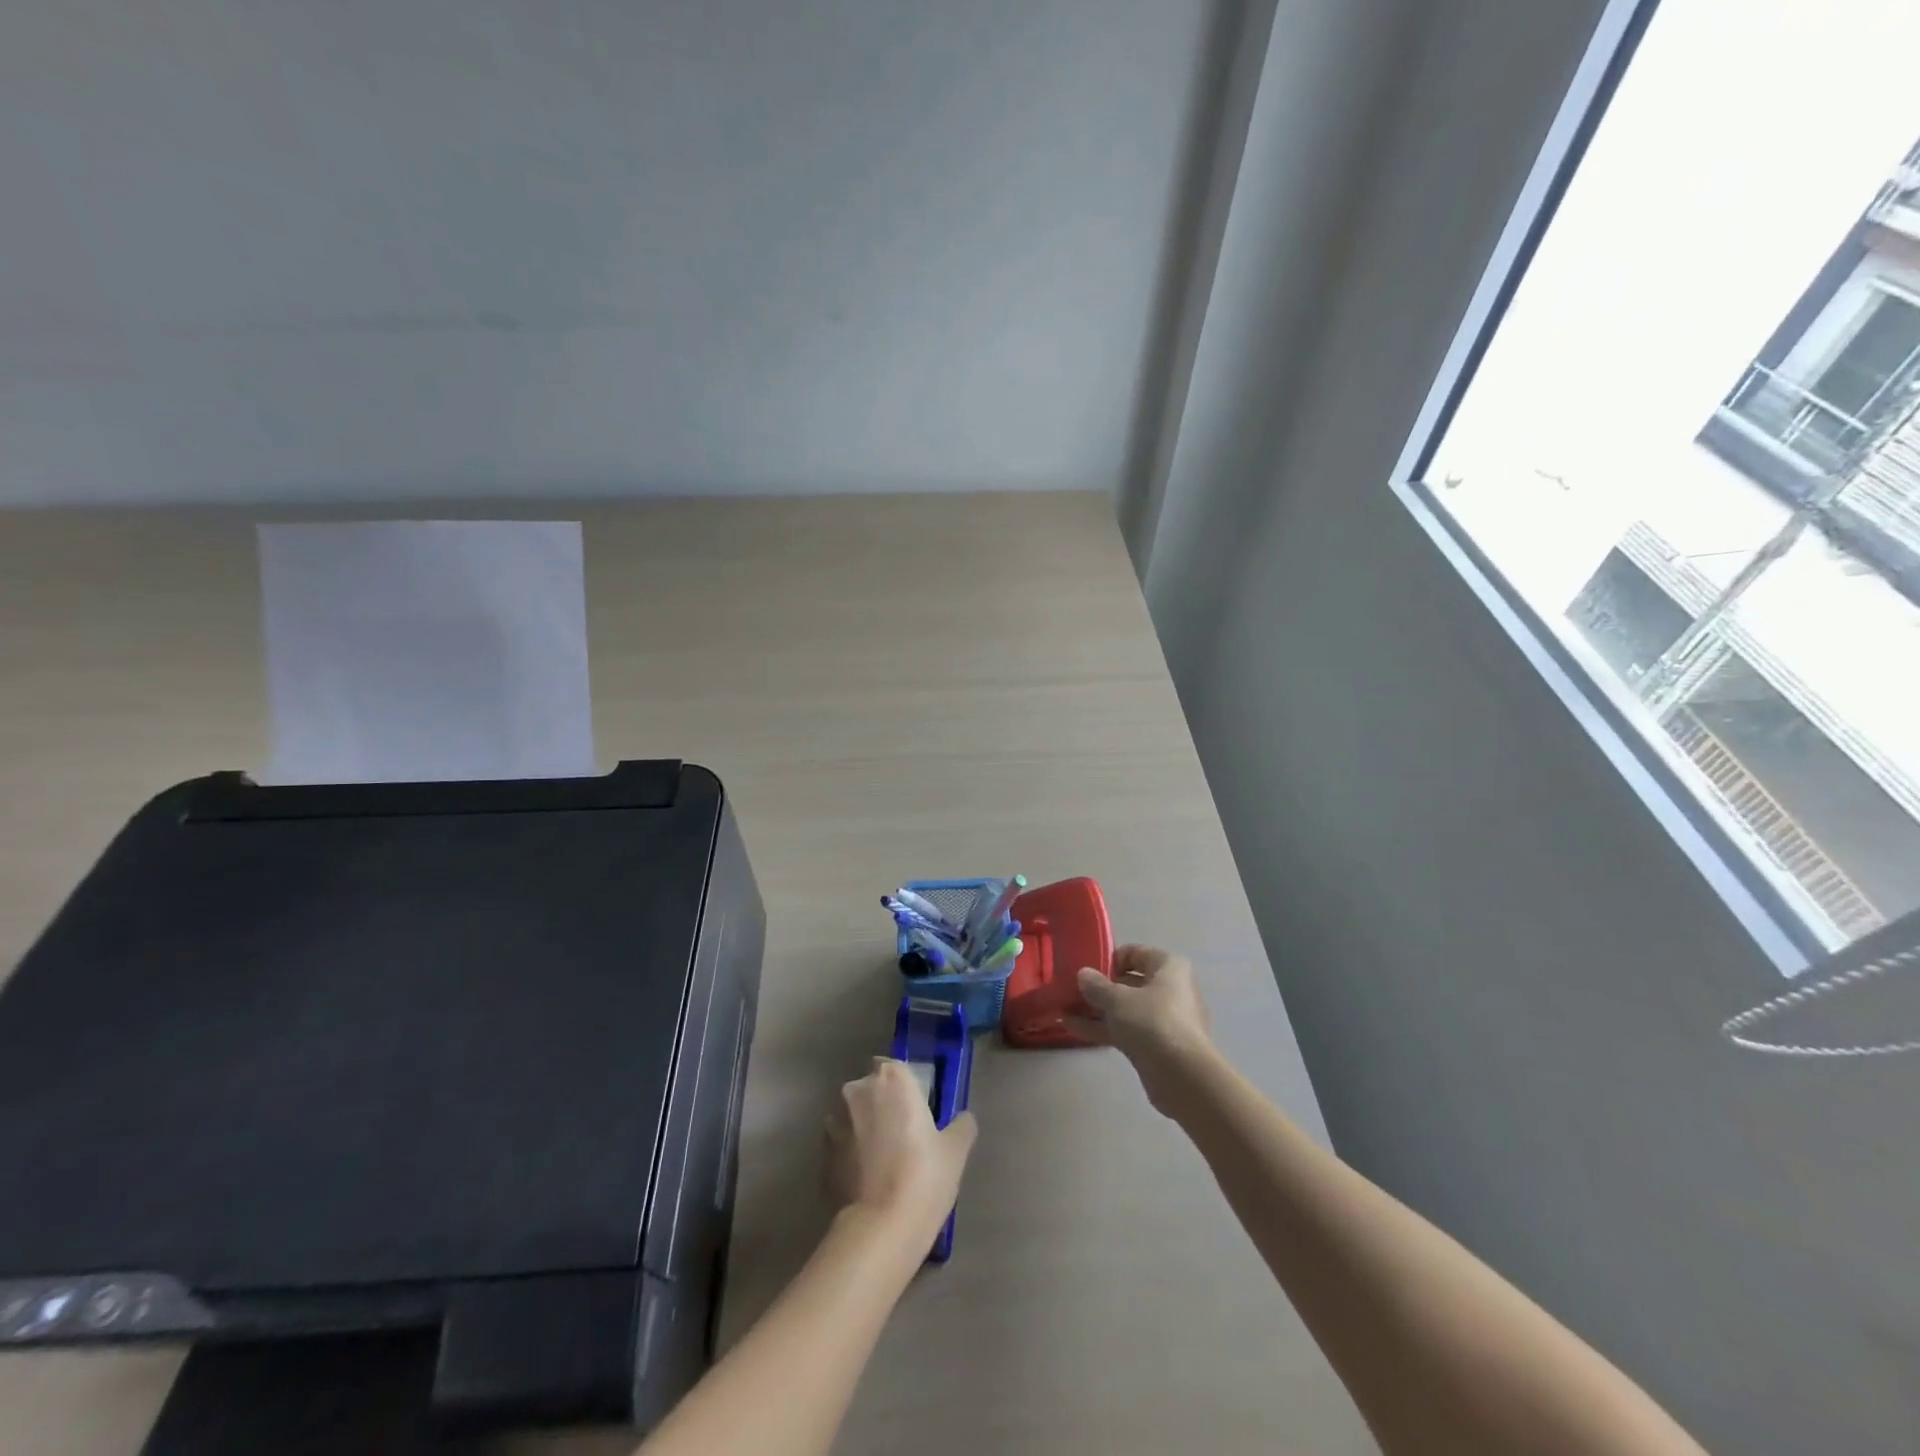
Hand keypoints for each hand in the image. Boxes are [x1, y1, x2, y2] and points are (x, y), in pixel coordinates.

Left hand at [824, 1059, 977, 1238]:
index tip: (916, 1110)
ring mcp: (833, 1121)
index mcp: (891, 1079)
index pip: (894, 1067)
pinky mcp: (820, 1154)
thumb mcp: (955, 1150)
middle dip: (882, 1105)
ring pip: (853, 1116)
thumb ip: (961, 1125)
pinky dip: (851, 1154)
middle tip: (902, 1137)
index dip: (904, 1087)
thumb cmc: (923, 1177)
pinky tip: (867, 1181)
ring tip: (882, 1163)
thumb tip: (963, 1119)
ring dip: (863, 1129)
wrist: (878, 1229)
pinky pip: (841, 1144)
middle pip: (871, 1089)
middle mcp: (857, 1090)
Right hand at [1067, 945, 1215, 1115]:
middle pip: (1129, 982)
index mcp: (1169, 967)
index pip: (1135, 953)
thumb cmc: (1152, 1022)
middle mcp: (1170, 989)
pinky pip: (1126, 1029)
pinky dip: (1103, 1028)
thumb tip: (1083, 974)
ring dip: (1096, 1010)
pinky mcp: (1157, 1045)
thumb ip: (1096, 985)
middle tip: (1071, 992)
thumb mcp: (1117, 999)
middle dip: (1099, 988)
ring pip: (1125, 1009)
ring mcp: (1164, 1020)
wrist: (1182, 1077)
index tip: (1087, 970)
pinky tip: (1073, 1029)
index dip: (1109, 959)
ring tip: (1063, 1010)